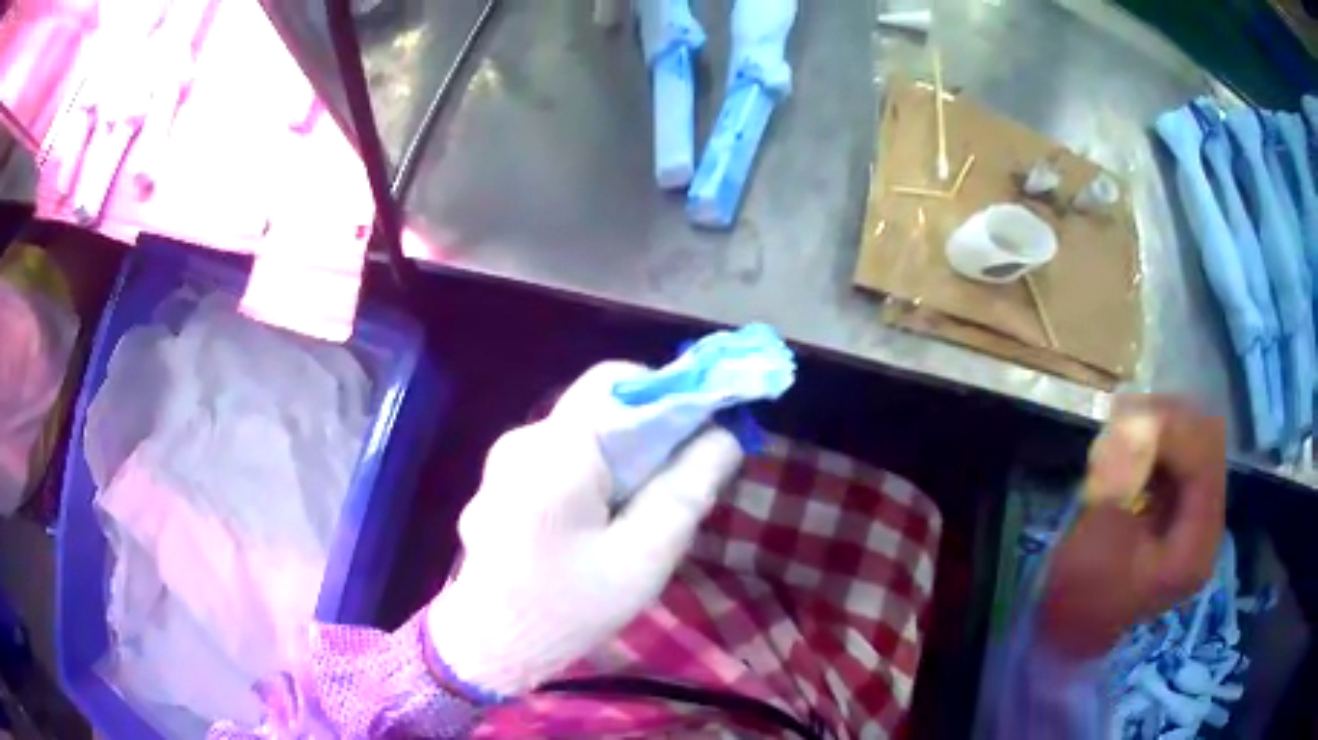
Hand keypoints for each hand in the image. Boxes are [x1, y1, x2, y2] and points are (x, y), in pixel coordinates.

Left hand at [426, 363, 743, 696]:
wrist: (490, 647)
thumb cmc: (568, 607)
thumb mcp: (644, 556)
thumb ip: (688, 489)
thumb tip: (724, 434)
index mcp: (555, 448)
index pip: (617, 380)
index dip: (669, 394)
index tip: (704, 431)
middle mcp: (522, 439)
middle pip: (598, 410)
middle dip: (648, 437)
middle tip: (680, 485)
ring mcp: (503, 463)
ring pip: (579, 439)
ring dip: (621, 462)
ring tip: (642, 515)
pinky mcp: (499, 487)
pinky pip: (557, 462)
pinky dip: (592, 477)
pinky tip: (601, 526)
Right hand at [1041, 396, 1226, 658]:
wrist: (1072, 633)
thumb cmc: (1081, 594)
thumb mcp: (1099, 537)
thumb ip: (1122, 476)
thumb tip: (1133, 420)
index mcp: (1197, 544)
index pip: (1205, 458)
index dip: (1171, 429)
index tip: (1126, 417)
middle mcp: (1209, 526)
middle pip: (1207, 442)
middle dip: (1166, 422)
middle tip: (1122, 416)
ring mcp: (1199, 518)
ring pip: (1196, 442)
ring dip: (1160, 429)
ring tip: (1122, 429)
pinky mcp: (1185, 512)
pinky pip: (1183, 457)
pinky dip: (1158, 444)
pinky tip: (1131, 448)